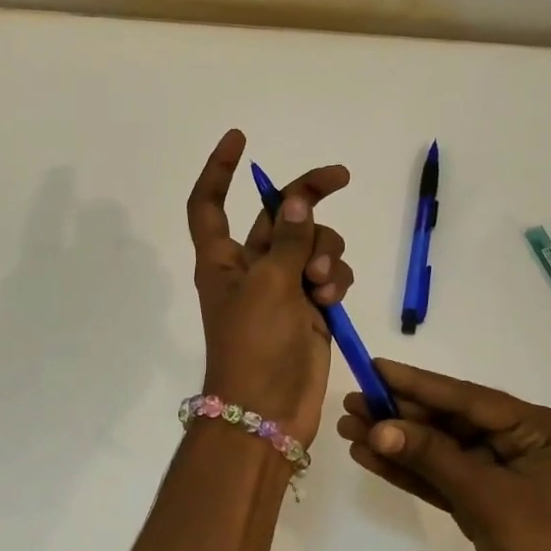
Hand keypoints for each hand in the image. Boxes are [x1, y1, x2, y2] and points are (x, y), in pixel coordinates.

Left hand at [186, 129, 354, 444]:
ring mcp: (283, 285)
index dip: (219, 169)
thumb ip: (286, 239)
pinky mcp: (310, 305)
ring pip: (311, 242)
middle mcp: (251, 265)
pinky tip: (331, 298)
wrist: (269, 412)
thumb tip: (295, 201)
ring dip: (323, 252)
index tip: (239, 138)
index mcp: (222, 257)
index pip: (209, 203)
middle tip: (340, 176)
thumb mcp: (269, 285)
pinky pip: (328, 271)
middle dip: (308, 196)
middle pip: (278, 213)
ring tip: (320, 281)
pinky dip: (334, 278)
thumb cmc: (254, 345)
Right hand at [338, 361, 550, 550]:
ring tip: (348, 425)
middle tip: (351, 400)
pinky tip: (368, 455)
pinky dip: (406, 468)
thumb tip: (378, 428)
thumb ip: (431, 457)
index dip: (417, 383)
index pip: (465, 398)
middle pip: (446, 420)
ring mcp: (496, 470)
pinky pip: (437, 474)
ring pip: (436, 447)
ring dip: (395, 439)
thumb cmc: (543, 544)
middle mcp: (514, 440)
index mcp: (532, 427)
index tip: (375, 367)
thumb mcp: (486, 495)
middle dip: (398, 413)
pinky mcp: (479, 498)